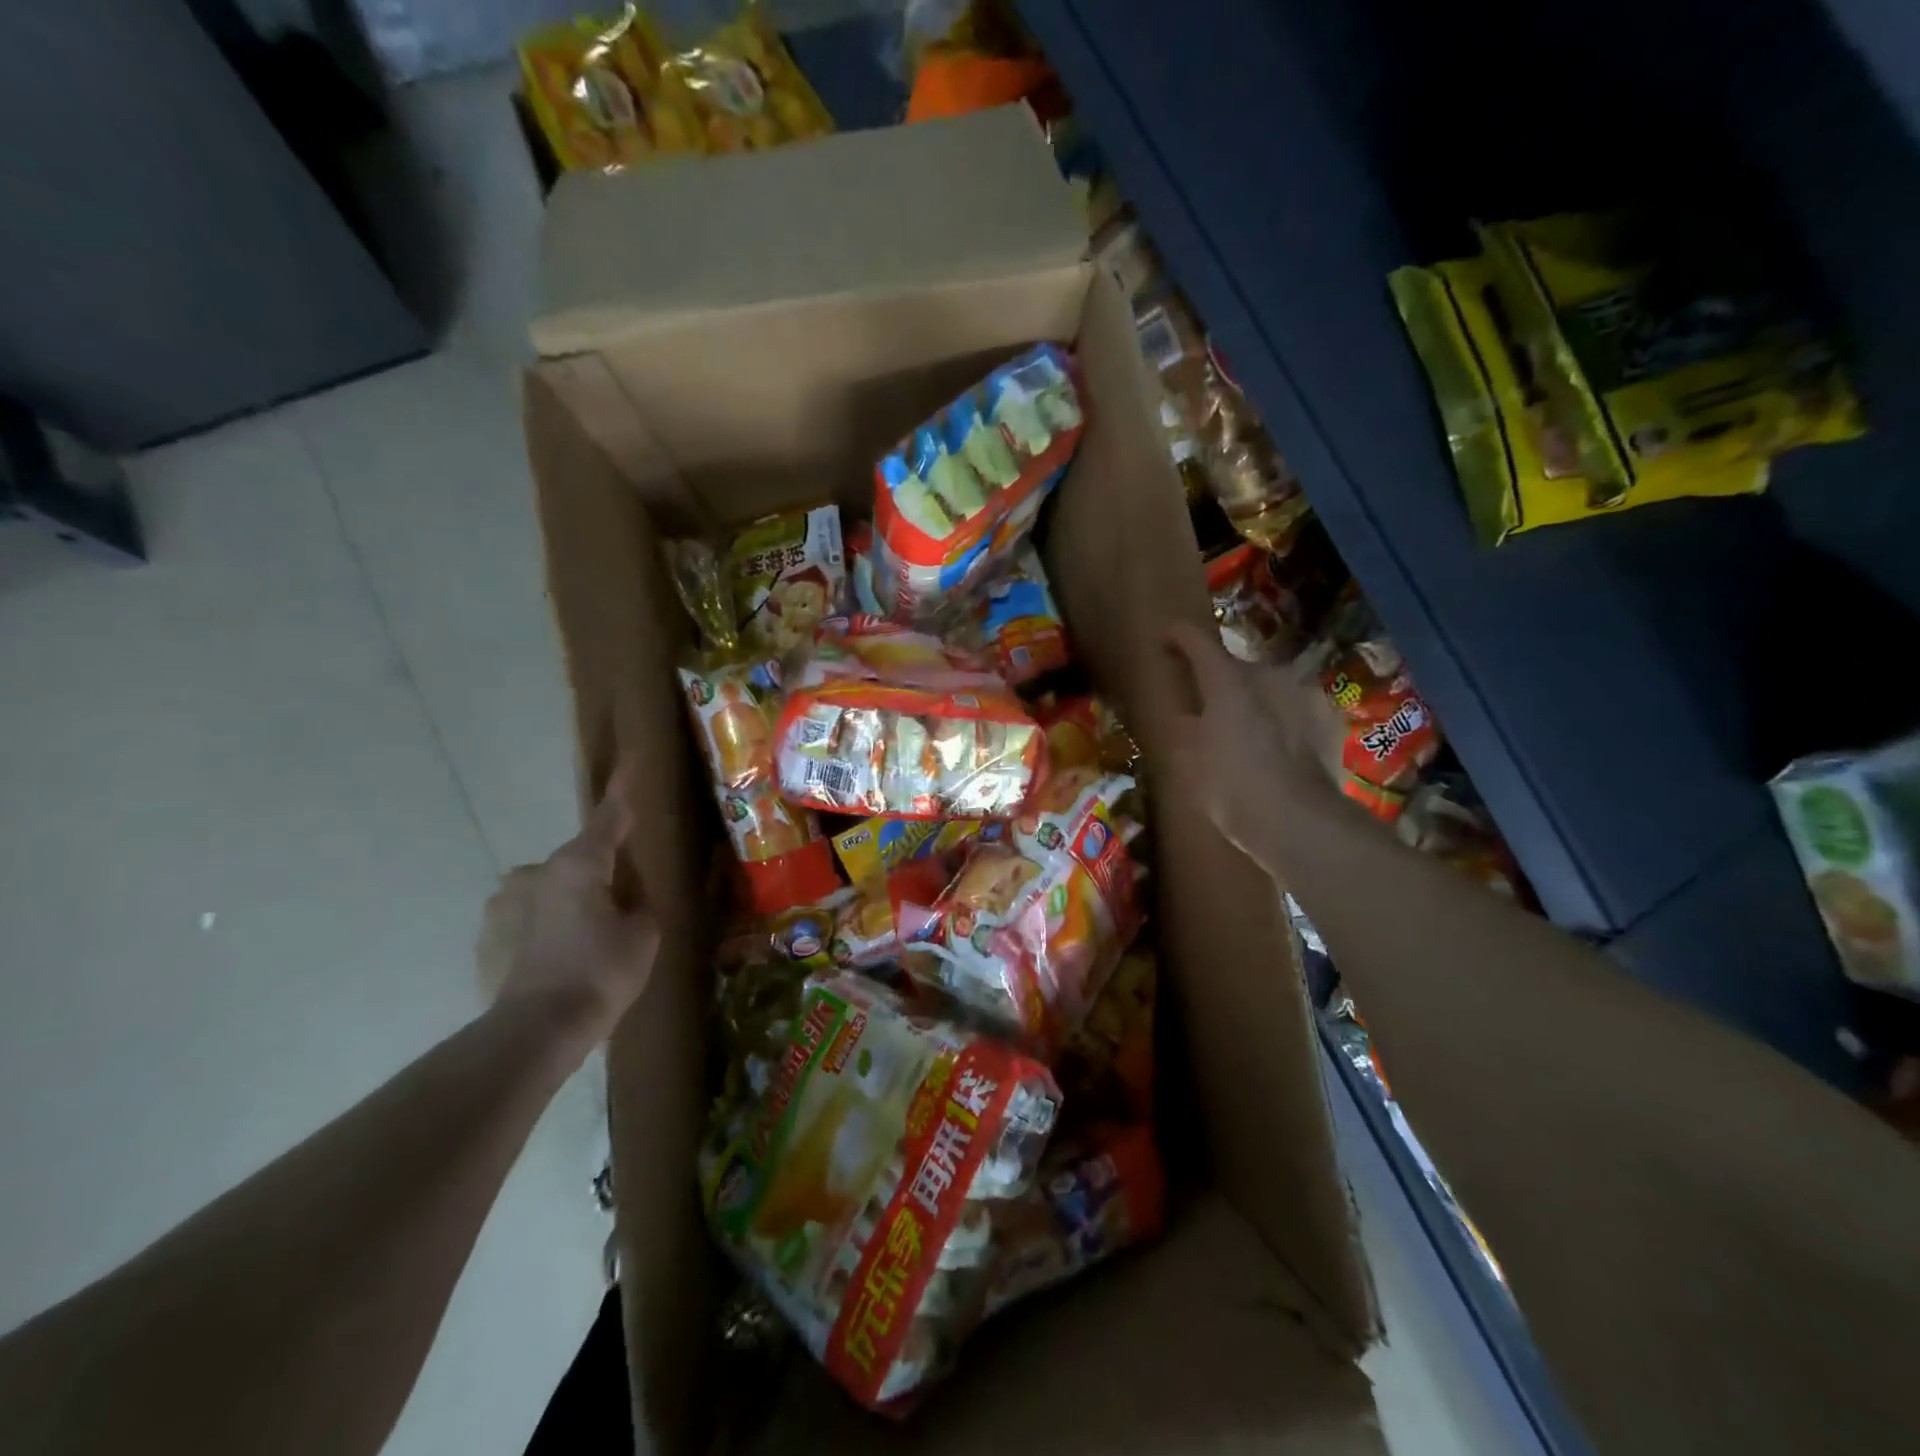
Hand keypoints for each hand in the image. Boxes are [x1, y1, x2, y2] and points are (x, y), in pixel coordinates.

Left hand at [476, 762, 660, 1055]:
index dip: (624, 791)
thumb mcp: (645, 934)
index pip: (609, 817)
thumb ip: (640, 904)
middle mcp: (533, 873)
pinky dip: (543, 935)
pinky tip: (557, 966)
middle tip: (618, 910)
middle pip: (577, 863)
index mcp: (578, 864)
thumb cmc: (601, 972)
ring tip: (585, 946)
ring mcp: (503, 906)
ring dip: (567, 907)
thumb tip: (630, 896)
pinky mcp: (486, 940)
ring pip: (547, 894)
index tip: (631, 761)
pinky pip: (525, 925)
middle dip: (597, 877)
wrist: (535, 1031)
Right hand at [1162, 620, 1349, 875]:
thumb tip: (1189, 716)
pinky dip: (1281, 720)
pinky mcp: (1330, 718)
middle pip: (1236, 667)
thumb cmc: (1232, 789)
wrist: (1300, 822)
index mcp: (1227, 680)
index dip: (1179, 637)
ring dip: (1253, 700)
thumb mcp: (1189, 762)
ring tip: (1244, 731)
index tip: (1167, 637)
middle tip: (1206, 704)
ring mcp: (1304, 693)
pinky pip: (1294, 710)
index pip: (1198, 642)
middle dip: (1219, 680)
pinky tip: (1276, 748)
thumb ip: (1186, 730)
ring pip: (1269, 688)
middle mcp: (1269, 674)